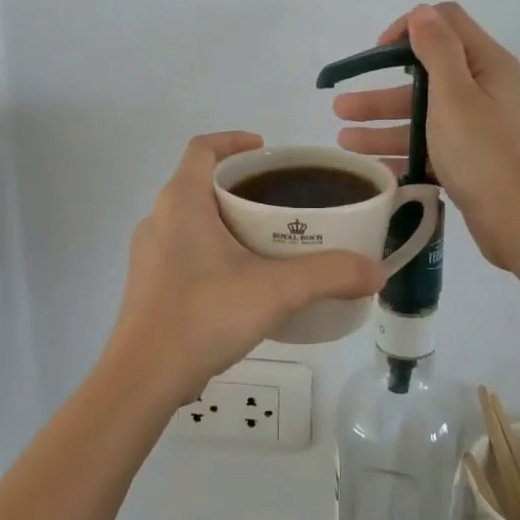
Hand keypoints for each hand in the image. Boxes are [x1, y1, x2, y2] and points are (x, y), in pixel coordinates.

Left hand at [106, 132, 384, 405]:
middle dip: (241, 186)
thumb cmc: (203, 316)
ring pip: (192, 220)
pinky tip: (243, 281)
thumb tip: (377, 270)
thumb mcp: (275, 291)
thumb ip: (329, 275)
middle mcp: (158, 219)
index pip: (203, 148)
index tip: (267, 153)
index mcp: (181, 202)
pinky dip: (214, 250)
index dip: (234, 141)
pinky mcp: (149, 286)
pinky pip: (185, 251)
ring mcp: (149, 255)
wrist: (143, 379)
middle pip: (200, 183)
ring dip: (227, 220)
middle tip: (282, 201)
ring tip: (269, 240)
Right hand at [334, 3, 519, 268]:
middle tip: (341, 108)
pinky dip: (401, 152)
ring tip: (343, 142)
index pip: (445, 24)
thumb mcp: (455, 97)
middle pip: (425, 77)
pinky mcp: (471, 158)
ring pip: (422, 115)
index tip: (375, 55)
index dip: (407, 30)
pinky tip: (371, 167)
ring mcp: (478, 126)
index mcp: (487, 65)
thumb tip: (422, 11)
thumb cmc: (484, 155)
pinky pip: (429, 145)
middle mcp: (484, 89)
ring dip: (382, 124)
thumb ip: (437, 50)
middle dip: (380, 91)